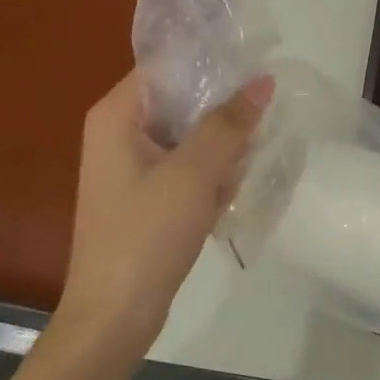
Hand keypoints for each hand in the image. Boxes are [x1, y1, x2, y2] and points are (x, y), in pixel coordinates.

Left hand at [56, 69, 271, 360]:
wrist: (115, 315)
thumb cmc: (146, 234)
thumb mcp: (193, 173)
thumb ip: (229, 123)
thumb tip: (263, 80)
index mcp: (118, 114)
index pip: (169, 65)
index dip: (213, 64)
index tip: (257, 70)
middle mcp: (121, 131)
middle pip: (184, 101)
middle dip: (221, 119)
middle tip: (251, 135)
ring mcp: (133, 165)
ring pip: (192, 136)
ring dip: (220, 153)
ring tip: (230, 180)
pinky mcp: (147, 194)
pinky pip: (188, 167)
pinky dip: (209, 179)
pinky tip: (220, 203)